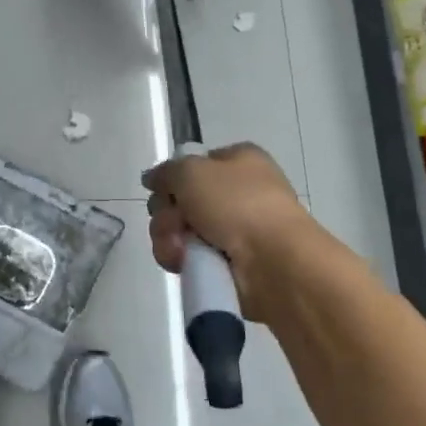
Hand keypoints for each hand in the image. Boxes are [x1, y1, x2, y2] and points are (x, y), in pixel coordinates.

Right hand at [144, 143, 310, 322]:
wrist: (274, 261)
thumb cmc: (237, 203)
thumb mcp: (191, 171)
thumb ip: (165, 172)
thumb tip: (152, 179)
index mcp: (239, 162)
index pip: (194, 164)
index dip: (174, 177)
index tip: (162, 190)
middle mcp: (237, 193)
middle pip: (180, 199)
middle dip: (167, 212)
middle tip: (175, 221)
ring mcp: (233, 230)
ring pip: (179, 229)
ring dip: (170, 237)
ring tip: (180, 248)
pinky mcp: (228, 263)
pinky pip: (189, 256)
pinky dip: (181, 259)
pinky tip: (185, 263)